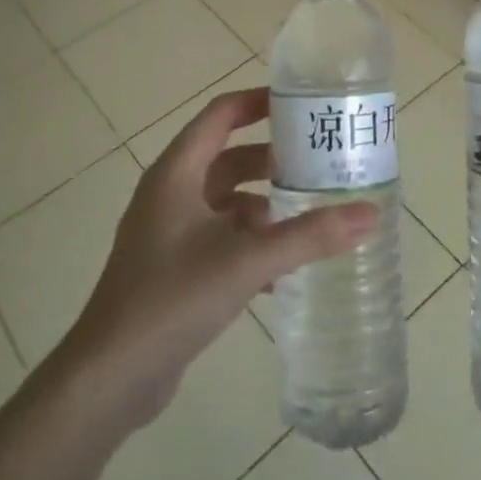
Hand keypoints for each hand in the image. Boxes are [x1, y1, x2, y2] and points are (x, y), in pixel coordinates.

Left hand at [62, 88, 377, 425]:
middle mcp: (171, 193)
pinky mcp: (174, 267)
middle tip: (321, 162)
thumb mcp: (248, 260)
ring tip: (312, 214)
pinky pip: (222, 237)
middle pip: (229, 158)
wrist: (110, 377)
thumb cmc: (172, 299)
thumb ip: (310, 236)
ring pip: (228, 201)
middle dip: (274, 159)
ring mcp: (169, 232)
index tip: (302, 104)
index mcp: (177, 173)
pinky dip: (252, 241)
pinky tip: (285, 267)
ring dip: (266, 204)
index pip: (221, 115)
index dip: (259, 102)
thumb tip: (370, 214)